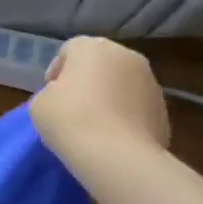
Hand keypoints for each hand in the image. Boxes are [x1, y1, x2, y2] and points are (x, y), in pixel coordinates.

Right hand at [29, 36, 168, 165]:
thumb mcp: (39, 103)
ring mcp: (150, 81)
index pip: (69, 50)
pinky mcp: (163, 108)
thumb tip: (65, 97)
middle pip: (100, 63)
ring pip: (122, 83)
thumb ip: (50, 92)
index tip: (51, 95)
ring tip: (95, 126)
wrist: (117, 156)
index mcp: (93, 47)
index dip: (56, 71)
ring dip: (109, 97)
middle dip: (86, 80)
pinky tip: (114, 137)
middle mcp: (126, 55)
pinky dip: (126, 116)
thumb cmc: (70, 120)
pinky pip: (136, 106)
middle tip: (72, 108)